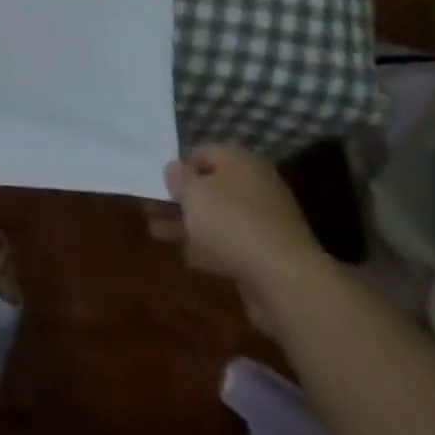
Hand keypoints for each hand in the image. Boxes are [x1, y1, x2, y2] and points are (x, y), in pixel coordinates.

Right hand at [144, 144, 331, 330]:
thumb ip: (178, 178)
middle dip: (179, 198)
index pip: (203, 153)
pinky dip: (207, 248)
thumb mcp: (193, 192)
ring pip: (216, 218)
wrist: (285, 282)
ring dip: (186, 224)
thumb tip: (175, 169)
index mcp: (242, 163)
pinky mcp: (265, 255)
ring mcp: (263, 223)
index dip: (178, 165)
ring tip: (155, 231)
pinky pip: (228, 245)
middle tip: (149, 206)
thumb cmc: (232, 222)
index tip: (157, 180)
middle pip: (209, 187)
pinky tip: (186, 256)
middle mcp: (255, 187)